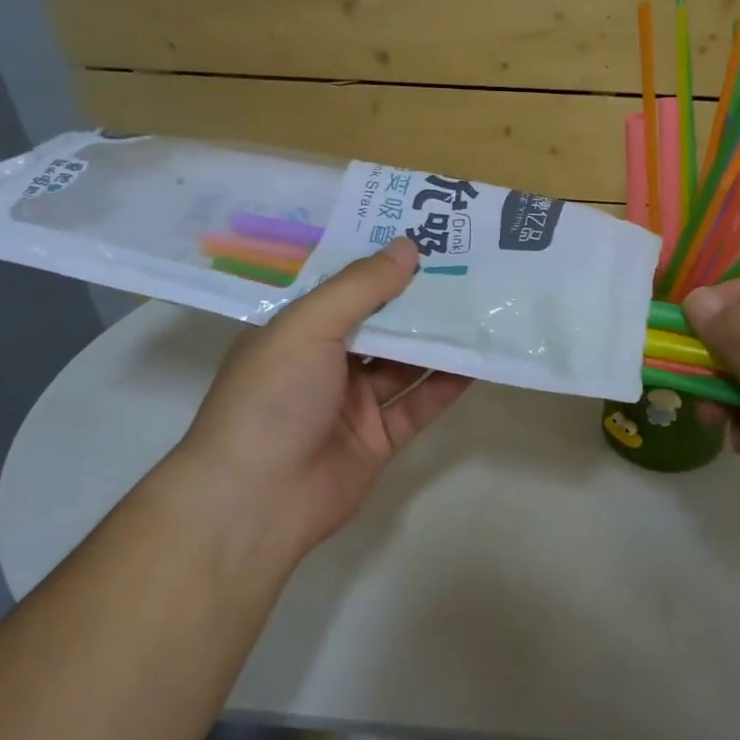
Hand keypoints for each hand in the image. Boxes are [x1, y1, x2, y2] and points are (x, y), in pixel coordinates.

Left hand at [154, 239, 470, 558]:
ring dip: (439, 340)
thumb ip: (361, 287)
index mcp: (298, 331)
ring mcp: (352, 403)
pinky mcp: (378, 439)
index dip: (384, 264)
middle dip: (419, 300)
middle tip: (469, 268)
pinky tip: (478, 360)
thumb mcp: (309, 326)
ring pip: (404, 363)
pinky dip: (446, 385)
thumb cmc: (273, 397)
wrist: (257, 500)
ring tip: (482, 307)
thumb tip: (408, 246)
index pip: (347, 288)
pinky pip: (418, 404)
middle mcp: (325, 362)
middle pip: (381, 324)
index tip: (429, 239)